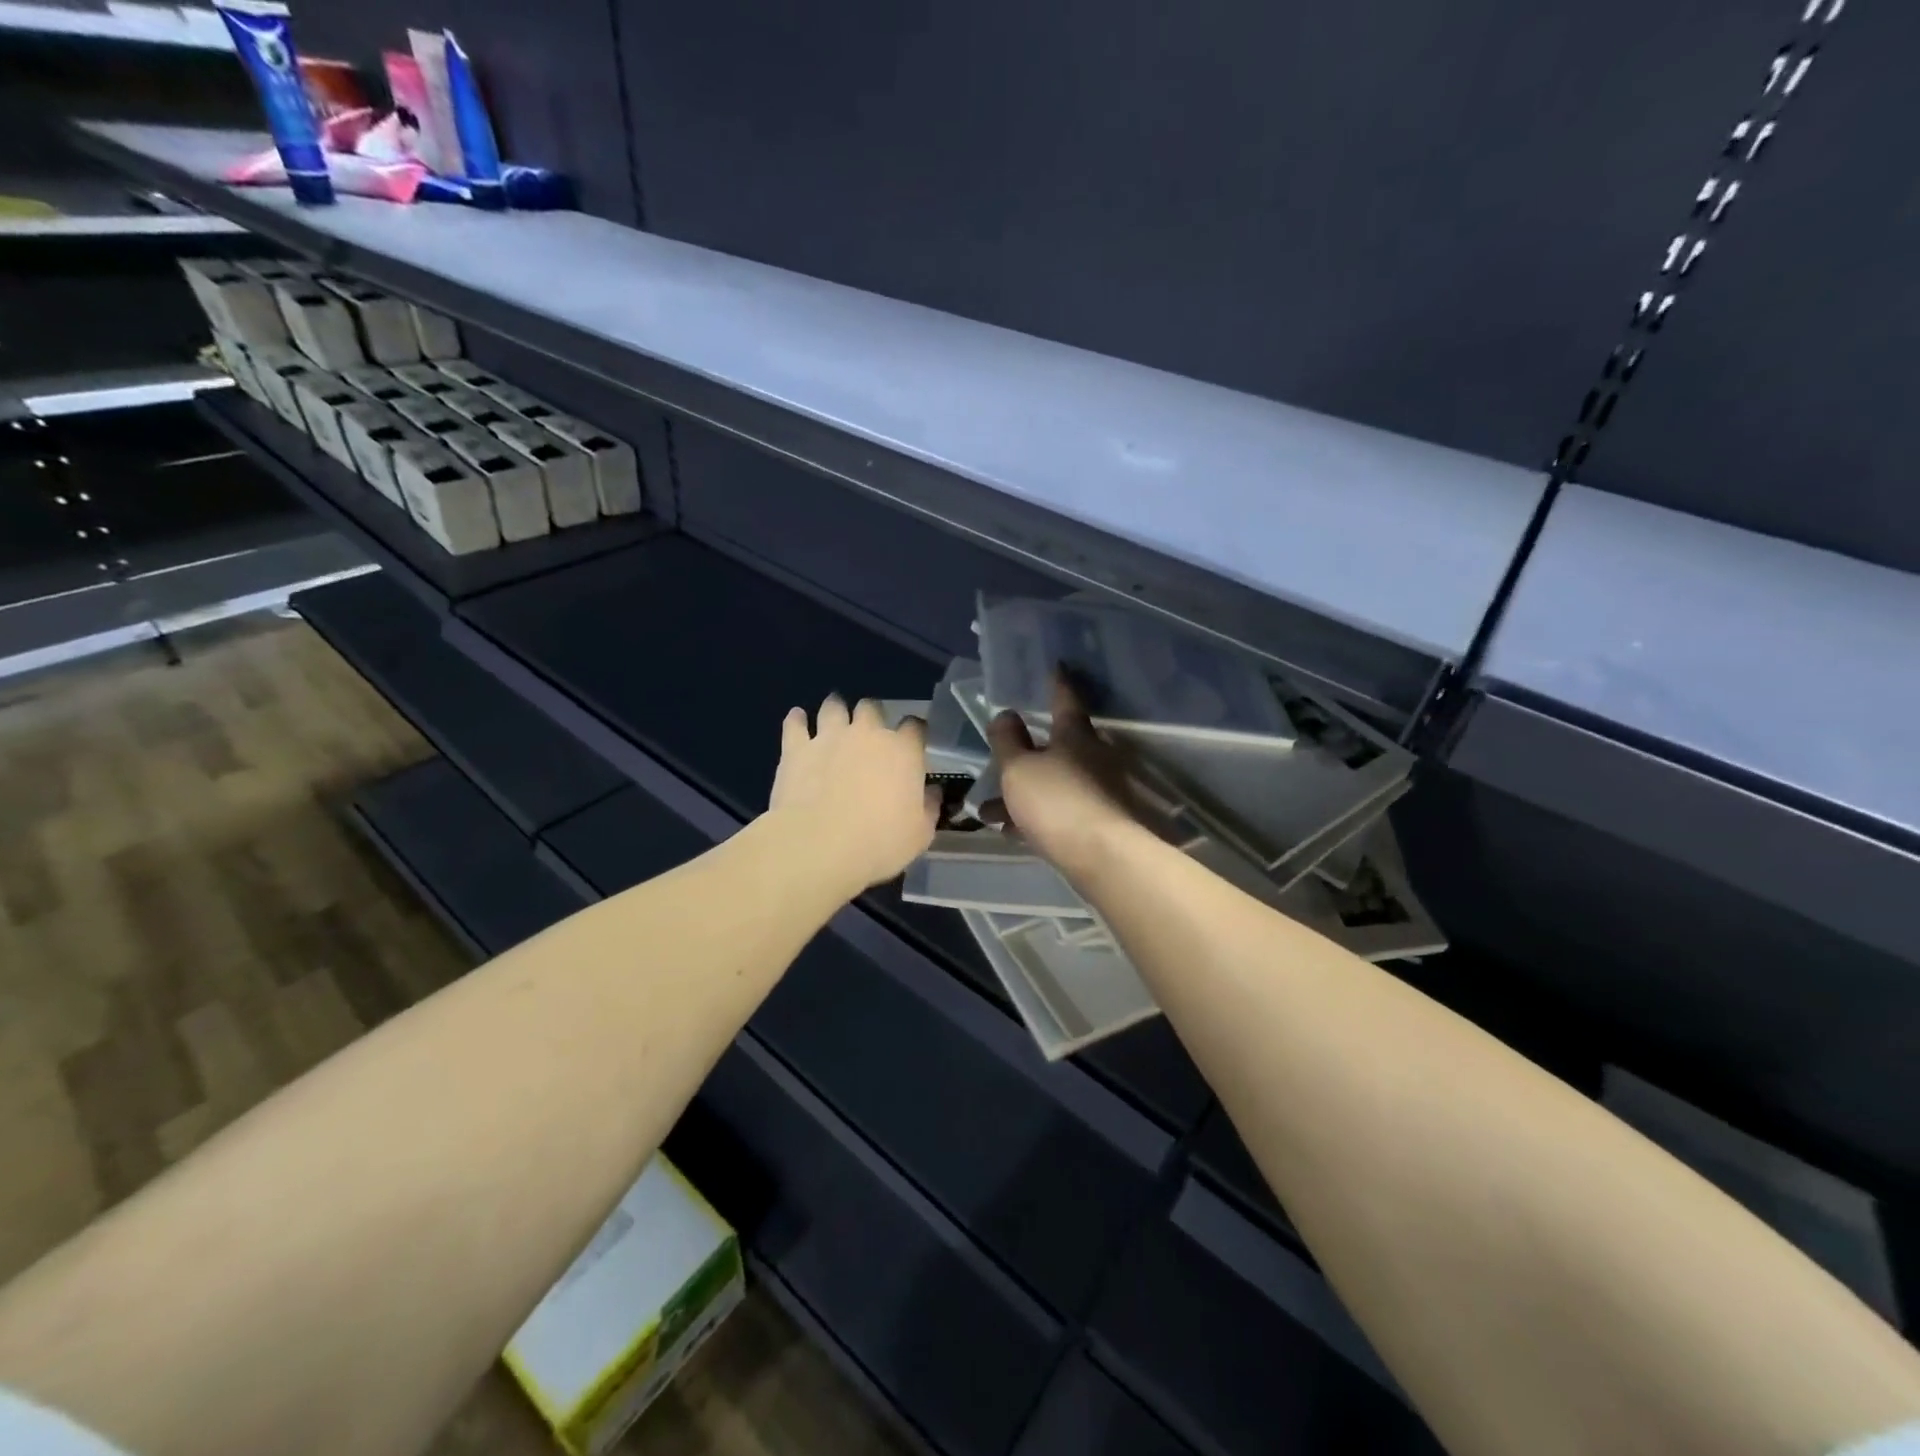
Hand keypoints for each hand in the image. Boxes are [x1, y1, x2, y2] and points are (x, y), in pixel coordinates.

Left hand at [768, 694, 938, 895]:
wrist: (819, 846)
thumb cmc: (879, 843)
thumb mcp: (919, 835)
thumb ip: (929, 808)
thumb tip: (933, 793)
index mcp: (903, 751)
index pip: (915, 726)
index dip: (914, 732)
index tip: (912, 743)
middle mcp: (867, 733)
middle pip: (872, 708)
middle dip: (872, 716)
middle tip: (869, 734)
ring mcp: (829, 736)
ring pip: (833, 706)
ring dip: (836, 709)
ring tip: (834, 718)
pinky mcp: (796, 748)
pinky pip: (795, 723)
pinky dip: (797, 720)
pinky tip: (798, 719)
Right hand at [988, 676, 1149, 878]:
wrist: (1102, 857)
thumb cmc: (1057, 801)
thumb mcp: (1018, 768)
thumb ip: (1008, 741)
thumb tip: (1005, 714)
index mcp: (1076, 735)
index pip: (1065, 698)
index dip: (1055, 682)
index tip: (1055, 665)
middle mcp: (1092, 757)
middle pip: (1055, 747)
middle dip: (1025, 753)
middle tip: (1000, 755)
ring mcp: (1098, 791)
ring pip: (1052, 783)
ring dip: (1021, 793)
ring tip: (988, 810)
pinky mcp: (1097, 822)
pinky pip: (1057, 811)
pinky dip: (1033, 816)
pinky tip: (1010, 830)